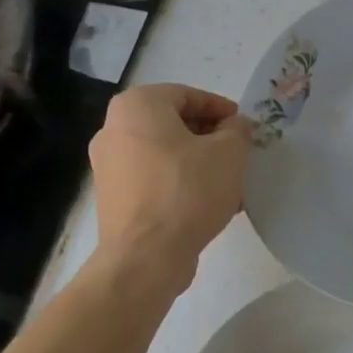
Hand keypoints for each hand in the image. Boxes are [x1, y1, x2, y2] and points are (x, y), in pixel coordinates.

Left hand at [89, 84, 253, 275]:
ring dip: (197, 162)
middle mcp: (114, 129)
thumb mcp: (229, 153)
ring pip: (164, 153)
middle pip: (173, 123)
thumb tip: (235, 126)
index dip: (221, 109)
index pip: (187, 95)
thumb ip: (238, 130)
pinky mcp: (113, 197)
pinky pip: (153, 178)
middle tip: (238, 153)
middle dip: (209, 137)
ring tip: (228, 182)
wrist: (146, 256)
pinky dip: (180, 183)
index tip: (244, 128)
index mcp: (137, 107)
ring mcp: (108, 166)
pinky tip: (207, 203)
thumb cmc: (188, 191)